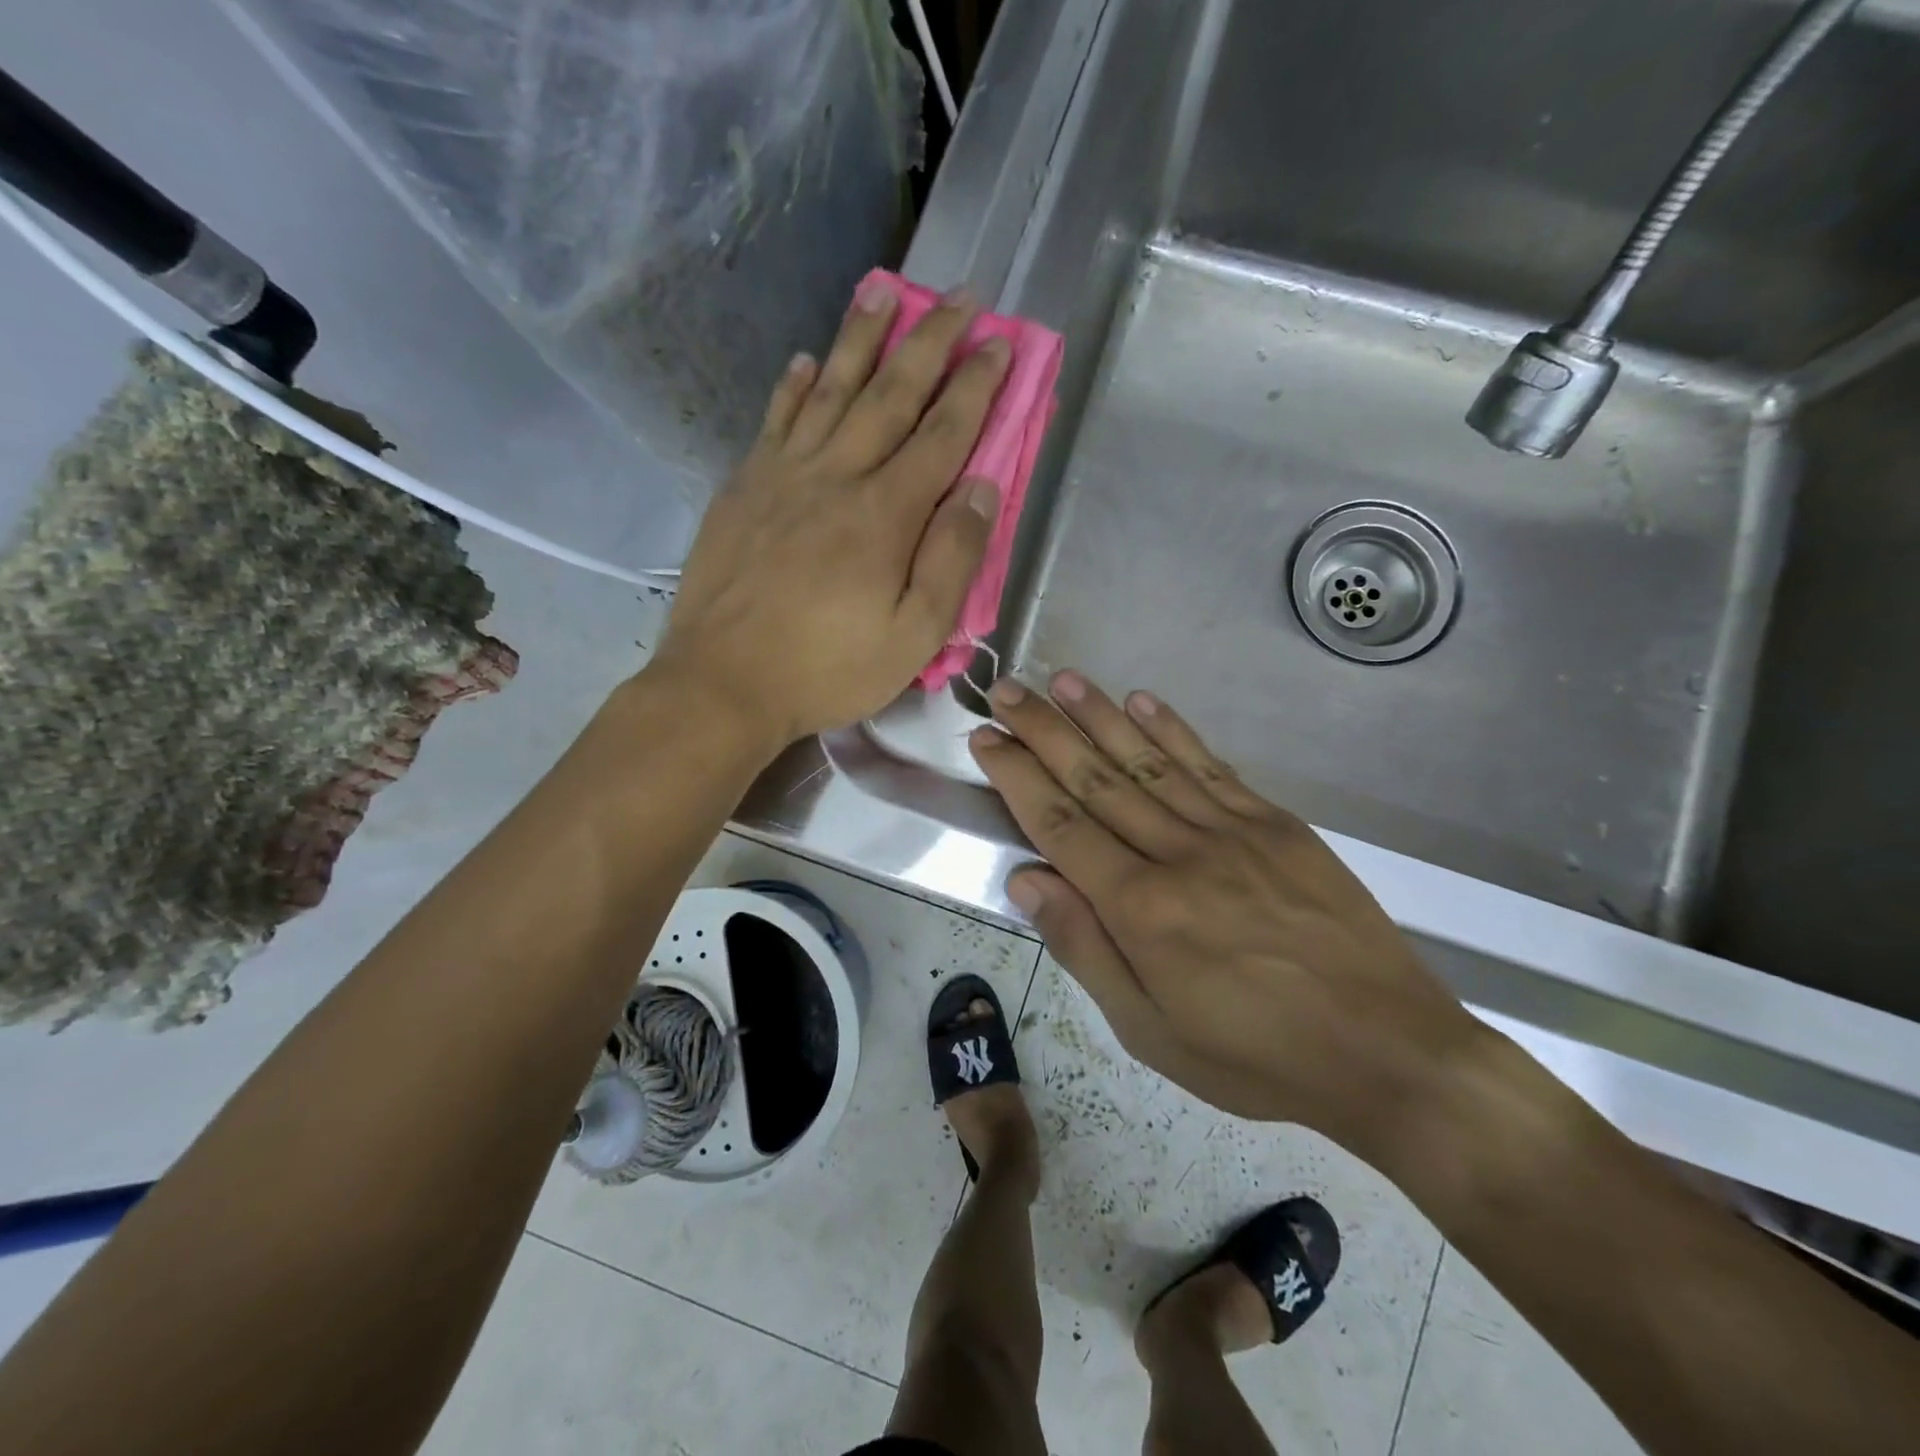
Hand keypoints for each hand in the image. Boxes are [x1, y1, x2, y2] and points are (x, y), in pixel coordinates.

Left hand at [652, 279, 1009, 747]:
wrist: (722, 683)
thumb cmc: (827, 670)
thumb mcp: (913, 637)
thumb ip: (952, 560)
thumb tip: (982, 487)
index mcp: (885, 514)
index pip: (944, 434)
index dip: (976, 386)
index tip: (1000, 343)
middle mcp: (837, 476)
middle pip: (891, 394)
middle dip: (931, 341)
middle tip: (960, 295)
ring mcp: (783, 476)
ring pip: (830, 390)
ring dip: (861, 339)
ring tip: (884, 293)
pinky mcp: (743, 489)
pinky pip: (774, 421)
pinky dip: (793, 388)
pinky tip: (805, 362)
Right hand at [969, 671, 1487, 1162]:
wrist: (1387, 1050)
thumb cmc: (1255, 1054)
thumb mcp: (1150, 1031)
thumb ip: (1084, 949)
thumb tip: (1027, 881)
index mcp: (1141, 908)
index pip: (1060, 824)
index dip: (1017, 776)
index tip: (986, 738)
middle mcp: (1179, 853)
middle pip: (1097, 778)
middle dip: (1045, 730)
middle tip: (1008, 689)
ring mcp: (1232, 831)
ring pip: (1149, 759)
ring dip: (1100, 715)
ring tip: (1062, 679)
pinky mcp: (1276, 824)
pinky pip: (1211, 765)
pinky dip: (1172, 729)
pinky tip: (1142, 700)